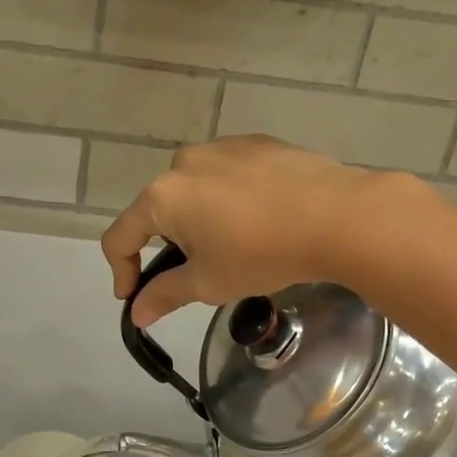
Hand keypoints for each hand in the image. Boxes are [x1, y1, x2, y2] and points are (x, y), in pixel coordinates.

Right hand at [100, 136, 397, 325]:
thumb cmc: (262, 253)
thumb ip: (165, 294)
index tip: (134, 296)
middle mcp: (184, 163)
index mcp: (162, 196)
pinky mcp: (256, 143)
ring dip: (202, 218)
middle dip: (170, 243)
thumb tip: (137, 312)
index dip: (121, 271)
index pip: (120, 236)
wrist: (336, 215)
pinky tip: (262, 217)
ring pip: (196, 190)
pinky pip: (229, 174)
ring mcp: (222, 147)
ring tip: (238, 243)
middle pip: (160, 210)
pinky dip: (232, 198)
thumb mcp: (209, 283)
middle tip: (202, 271)